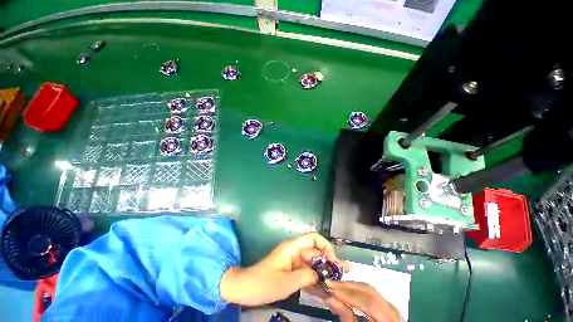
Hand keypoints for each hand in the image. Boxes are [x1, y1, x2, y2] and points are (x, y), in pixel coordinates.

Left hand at [220, 233, 344, 305]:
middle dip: (329, 260)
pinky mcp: (291, 269)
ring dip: (324, 270)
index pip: (312, 238)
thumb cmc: (263, 283)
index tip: (333, 260)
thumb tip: (320, 274)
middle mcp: (294, 251)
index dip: (325, 245)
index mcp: (292, 248)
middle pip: (315, 251)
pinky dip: (315, 278)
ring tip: (339, 280)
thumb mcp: (286, 282)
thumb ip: (306, 276)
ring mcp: (293, 261)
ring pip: (312, 263)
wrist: (246, 288)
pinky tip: (325, 287)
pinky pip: (306, 271)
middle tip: (345, 272)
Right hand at [320, 281, 400, 321]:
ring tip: (335, 287)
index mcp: (389, 318)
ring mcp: (389, 304)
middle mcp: (392, 309)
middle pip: (368, 291)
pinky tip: (345, 291)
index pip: (369, 302)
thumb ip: (346, 317)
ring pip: (368, 289)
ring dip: (350, 287)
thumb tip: (330, 297)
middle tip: (330, 284)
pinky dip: (355, 290)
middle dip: (347, 287)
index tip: (331, 288)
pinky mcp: (384, 303)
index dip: (349, 294)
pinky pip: (369, 293)